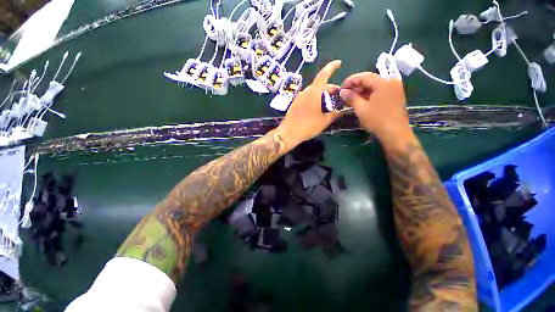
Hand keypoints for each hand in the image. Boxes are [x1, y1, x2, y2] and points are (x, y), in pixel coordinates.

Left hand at [276, 60, 343, 149]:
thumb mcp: (324, 121)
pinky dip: (314, 99)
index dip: (332, 67)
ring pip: (313, 92)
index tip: (338, 63)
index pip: (324, 74)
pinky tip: (317, 109)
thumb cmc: (308, 126)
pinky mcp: (294, 104)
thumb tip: (343, 110)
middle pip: (319, 85)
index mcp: (314, 92)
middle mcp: (305, 92)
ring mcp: (298, 98)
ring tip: (328, 104)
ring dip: (321, 95)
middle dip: (329, 88)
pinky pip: (307, 98)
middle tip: (337, 96)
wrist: (288, 133)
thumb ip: (335, 114)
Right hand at [339, 72, 412, 143]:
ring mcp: (395, 89)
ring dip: (362, 91)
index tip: (340, 88)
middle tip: (345, 95)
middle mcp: (391, 82)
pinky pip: (380, 91)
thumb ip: (351, 97)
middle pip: (370, 80)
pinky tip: (362, 102)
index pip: (363, 76)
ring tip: (351, 100)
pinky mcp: (396, 96)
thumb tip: (342, 91)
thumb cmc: (377, 120)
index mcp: (383, 82)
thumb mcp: (361, 109)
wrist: (395, 134)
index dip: (350, 81)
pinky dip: (370, 95)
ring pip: (374, 86)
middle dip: (356, 87)